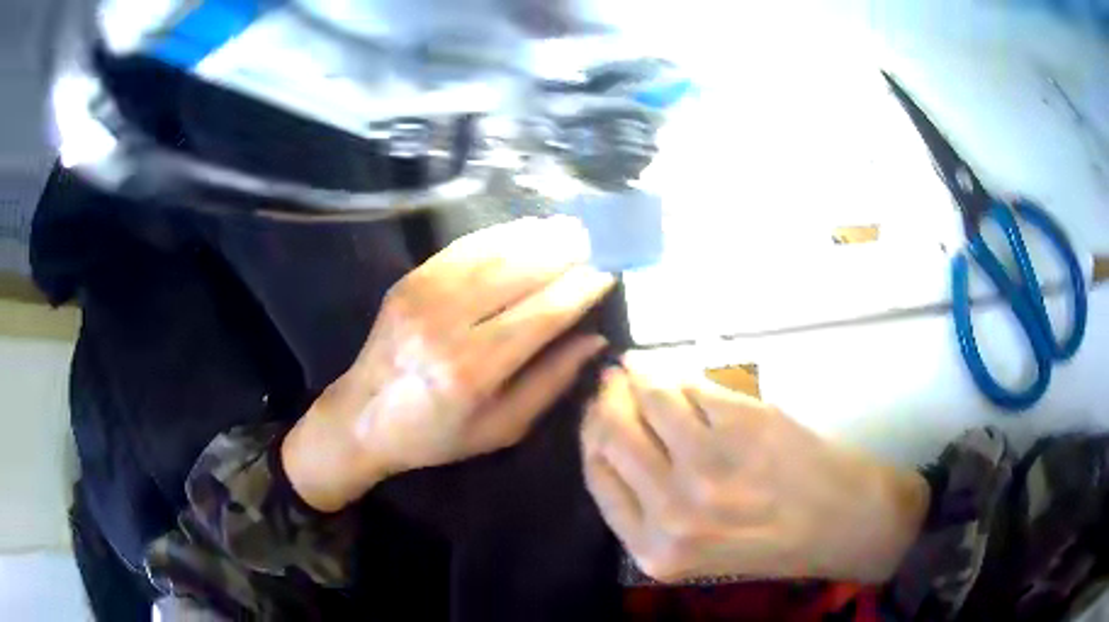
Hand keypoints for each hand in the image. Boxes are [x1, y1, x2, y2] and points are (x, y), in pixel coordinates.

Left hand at [285, 217, 614, 511]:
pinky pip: (460, 249)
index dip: (578, 290)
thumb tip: (594, 338)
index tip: (607, 274)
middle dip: (561, 252)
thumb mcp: (501, 428)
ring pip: (490, 254)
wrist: (363, 417)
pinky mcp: (408, 281)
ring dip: (533, 236)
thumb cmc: (437, 435)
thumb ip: (550, 382)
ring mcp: (422, 296)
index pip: (541, 315)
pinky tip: (522, 230)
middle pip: (516, 274)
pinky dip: (497, 236)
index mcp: (473, 371)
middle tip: (593, 239)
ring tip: (567, 227)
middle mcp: (446, 326)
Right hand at [581, 364, 928, 583]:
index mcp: (652, 549)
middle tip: (614, 380)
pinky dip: (681, 370)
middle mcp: (672, 511)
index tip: (597, 411)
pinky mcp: (745, 423)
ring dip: (641, 374)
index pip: (597, 475)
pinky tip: (680, 369)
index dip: (592, 434)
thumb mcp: (691, 551)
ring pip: (651, 397)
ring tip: (642, 367)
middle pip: (612, 432)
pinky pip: (693, 383)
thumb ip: (645, 507)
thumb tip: (613, 436)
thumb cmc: (771, 542)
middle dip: (608, 398)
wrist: (843, 523)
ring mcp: (709, 465)